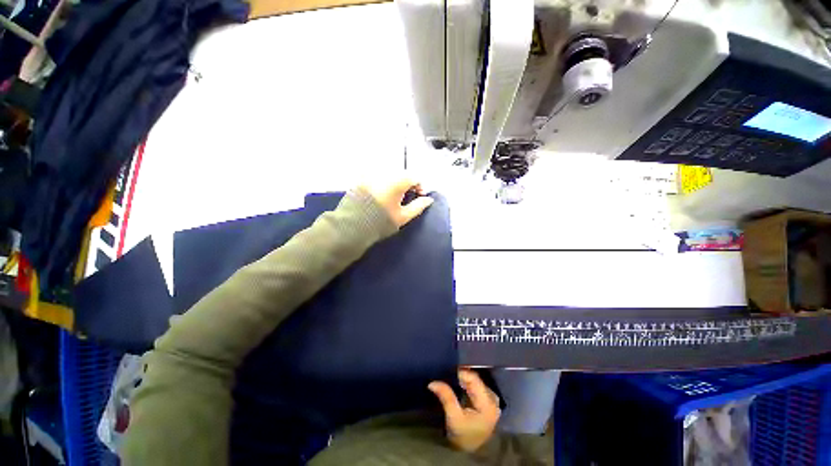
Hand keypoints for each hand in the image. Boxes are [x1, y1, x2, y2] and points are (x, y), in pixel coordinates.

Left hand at [361, 177, 433, 227]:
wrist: (352, 227)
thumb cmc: (380, 223)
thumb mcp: (403, 217)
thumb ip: (418, 206)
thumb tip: (429, 200)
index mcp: (396, 181)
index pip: (414, 177)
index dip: (420, 187)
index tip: (419, 197)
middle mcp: (383, 174)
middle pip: (401, 175)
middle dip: (407, 184)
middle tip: (406, 198)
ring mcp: (370, 176)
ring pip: (389, 176)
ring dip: (395, 184)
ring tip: (393, 198)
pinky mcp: (360, 180)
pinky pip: (377, 178)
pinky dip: (382, 184)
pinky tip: (380, 196)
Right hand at [428, 369, 500, 452]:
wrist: (471, 451)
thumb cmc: (464, 436)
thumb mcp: (454, 418)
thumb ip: (446, 397)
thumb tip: (432, 382)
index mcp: (488, 403)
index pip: (473, 379)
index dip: (460, 373)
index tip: (447, 371)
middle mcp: (493, 399)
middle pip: (475, 379)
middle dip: (461, 376)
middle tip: (447, 374)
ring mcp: (492, 400)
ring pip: (476, 382)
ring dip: (464, 380)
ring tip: (451, 378)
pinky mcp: (488, 401)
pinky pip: (477, 387)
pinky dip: (467, 385)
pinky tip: (459, 385)